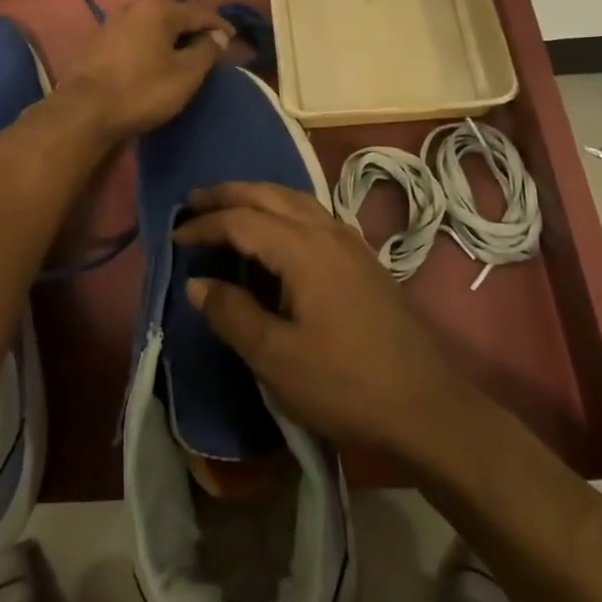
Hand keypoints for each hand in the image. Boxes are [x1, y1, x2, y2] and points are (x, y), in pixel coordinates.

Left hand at [60, 0, 234, 139]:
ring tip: (184, 56)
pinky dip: (151, 46)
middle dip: (194, 30)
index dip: (220, 25)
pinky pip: (135, 38)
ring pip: (152, 26)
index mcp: (158, 11)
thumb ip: (206, 51)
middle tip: (210, 49)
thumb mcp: (185, 74)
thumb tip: (217, 36)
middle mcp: (134, 8)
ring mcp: (112, 24)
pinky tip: (155, 62)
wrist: (84, 111)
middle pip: (174, 16)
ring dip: (171, 39)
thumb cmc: (142, 90)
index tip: (233, 40)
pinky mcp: (98, 43)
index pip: (199, 12)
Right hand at [175, 182, 474, 458]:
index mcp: (303, 249)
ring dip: (257, 196)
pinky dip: (282, 209)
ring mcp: (349, 242)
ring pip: (294, 198)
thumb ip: (232, 314)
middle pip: (269, 194)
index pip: (242, 220)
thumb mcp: (276, 358)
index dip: (205, 225)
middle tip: (193, 200)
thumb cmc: (345, 384)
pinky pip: (312, 214)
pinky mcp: (362, 258)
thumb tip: (198, 283)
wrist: (426, 408)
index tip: (175, 236)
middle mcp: (326, 231)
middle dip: (228, 193)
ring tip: (228, 207)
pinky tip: (276, 231)